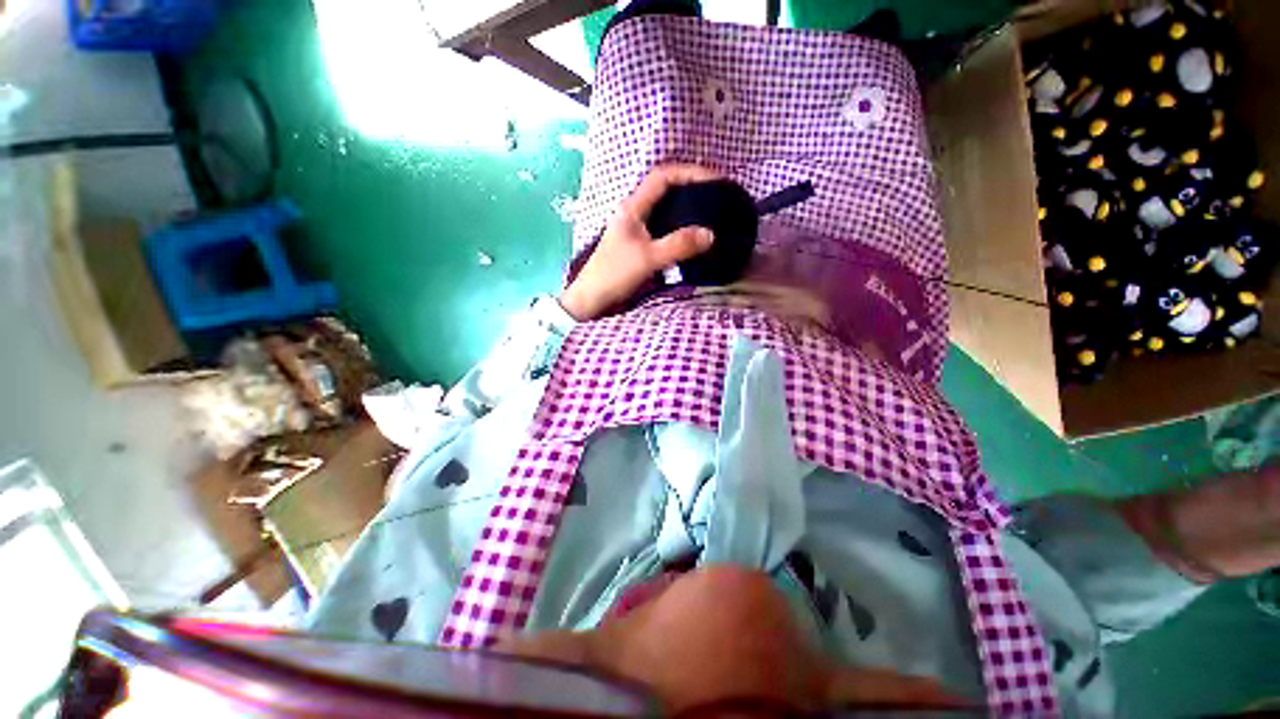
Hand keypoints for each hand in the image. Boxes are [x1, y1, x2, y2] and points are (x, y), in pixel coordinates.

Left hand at [560, 164, 719, 320]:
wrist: (592, 299)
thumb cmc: (614, 275)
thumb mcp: (648, 258)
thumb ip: (678, 245)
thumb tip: (711, 234)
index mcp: (632, 207)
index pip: (662, 177)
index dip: (689, 173)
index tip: (714, 180)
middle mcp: (634, 213)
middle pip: (665, 190)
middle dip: (691, 189)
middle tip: (716, 197)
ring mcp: (635, 230)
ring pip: (665, 211)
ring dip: (686, 210)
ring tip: (710, 216)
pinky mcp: (638, 245)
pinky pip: (664, 230)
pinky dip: (680, 230)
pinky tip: (692, 239)